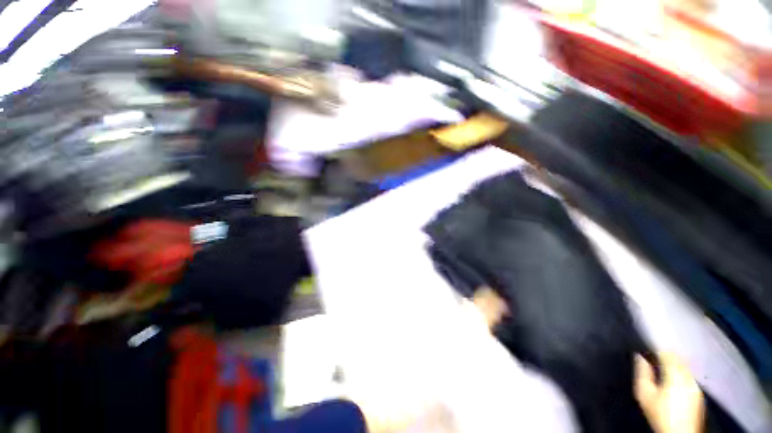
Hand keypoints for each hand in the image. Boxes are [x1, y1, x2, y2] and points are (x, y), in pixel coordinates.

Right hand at [634, 353, 703, 432]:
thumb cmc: (660, 413)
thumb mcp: (645, 394)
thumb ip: (642, 373)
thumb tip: (639, 357)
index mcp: (675, 374)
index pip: (667, 353)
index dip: (656, 351)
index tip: (647, 353)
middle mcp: (688, 376)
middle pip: (678, 360)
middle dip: (666, 359)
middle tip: (653, 363)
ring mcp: (696, 386)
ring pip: (685, 369)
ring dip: (674, 368)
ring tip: (662, 375)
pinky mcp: (699, 394)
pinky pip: (689, 379)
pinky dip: (681, 377)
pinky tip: (674, 386)